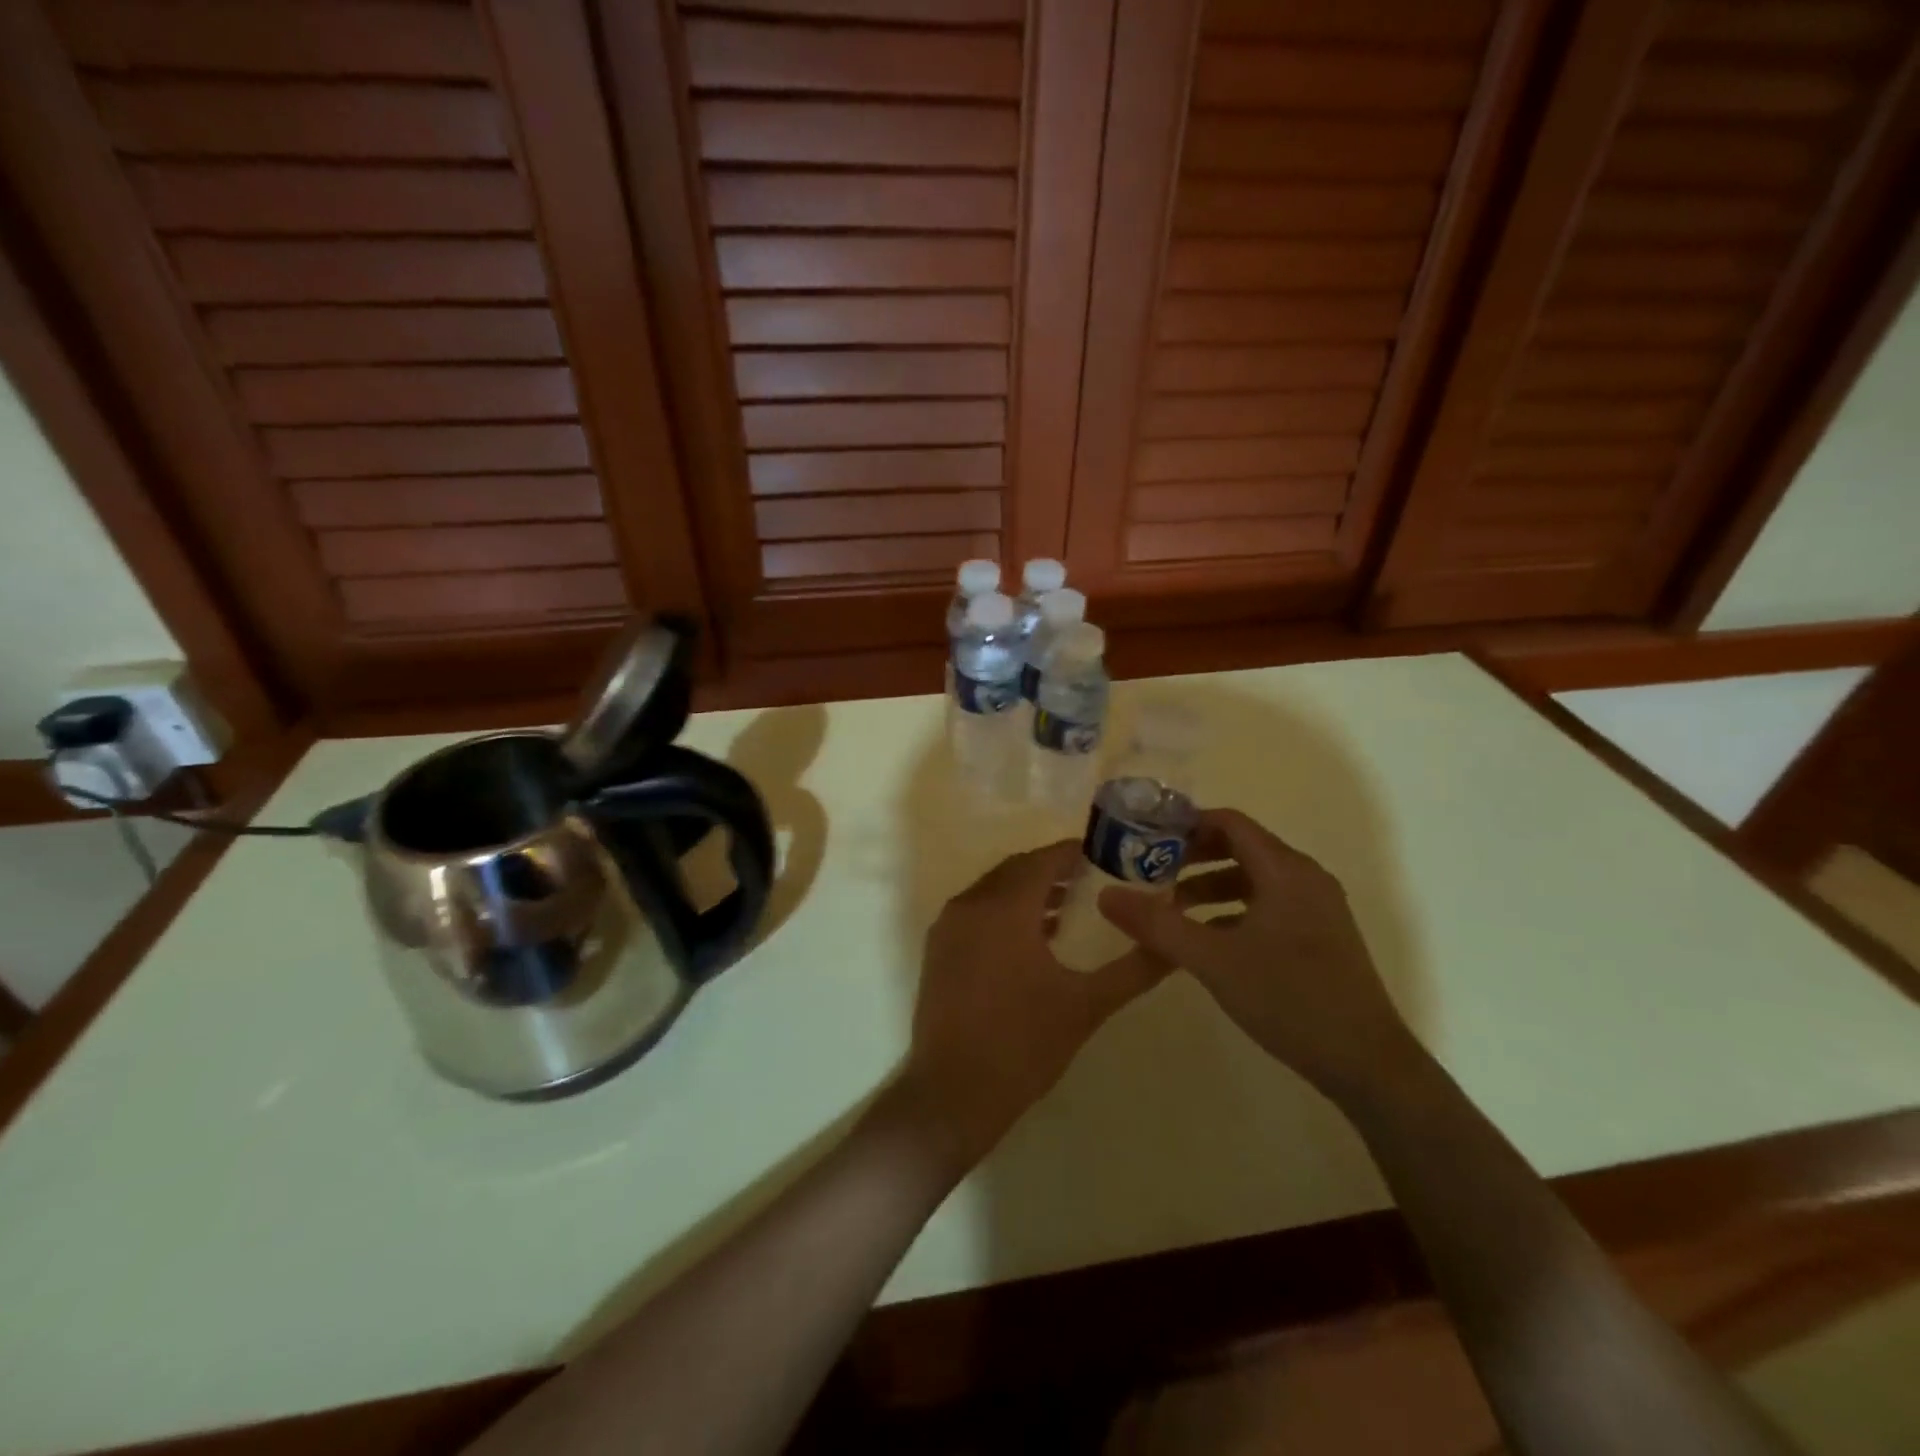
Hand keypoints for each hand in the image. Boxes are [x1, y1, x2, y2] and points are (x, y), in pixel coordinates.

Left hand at [895, 841, 1176, 1173]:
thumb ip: (1134, 969)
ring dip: (1028, 892)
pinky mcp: (937, 950)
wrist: (953, 1094)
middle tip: (1094, 881)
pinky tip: (1032, 940)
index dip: (1074, 854)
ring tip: (1069, 910)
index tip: (1107, 857)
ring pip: (993, 890)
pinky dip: (1004, 912)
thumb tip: (1173, 945)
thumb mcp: (1087, 1005)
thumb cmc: (1024, 1045)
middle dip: (1053, 871)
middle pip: (1016, 870)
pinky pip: (976, 912)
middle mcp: (970, 905)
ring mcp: (947, 927)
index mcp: (1004, 908)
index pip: (1042, 861)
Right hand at [1097, 809, 1416, 1100]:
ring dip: (1210, 884)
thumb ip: (1157, 925)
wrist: (1368, 1064)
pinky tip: (1206, 938)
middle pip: (1241, 847)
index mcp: (1285, 871)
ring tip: (1171, 906)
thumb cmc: (1290, 999)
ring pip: (1254, 878)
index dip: (1186, 824)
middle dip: (1193, 856)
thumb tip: (1106, 895)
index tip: (1146, 838)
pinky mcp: (1319, 936)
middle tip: (1150, 870)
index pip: (1230, 823)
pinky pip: (1268, 904)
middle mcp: (1305, 878)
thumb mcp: (1213, 961)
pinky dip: (1233, 909)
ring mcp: (1317, 908)